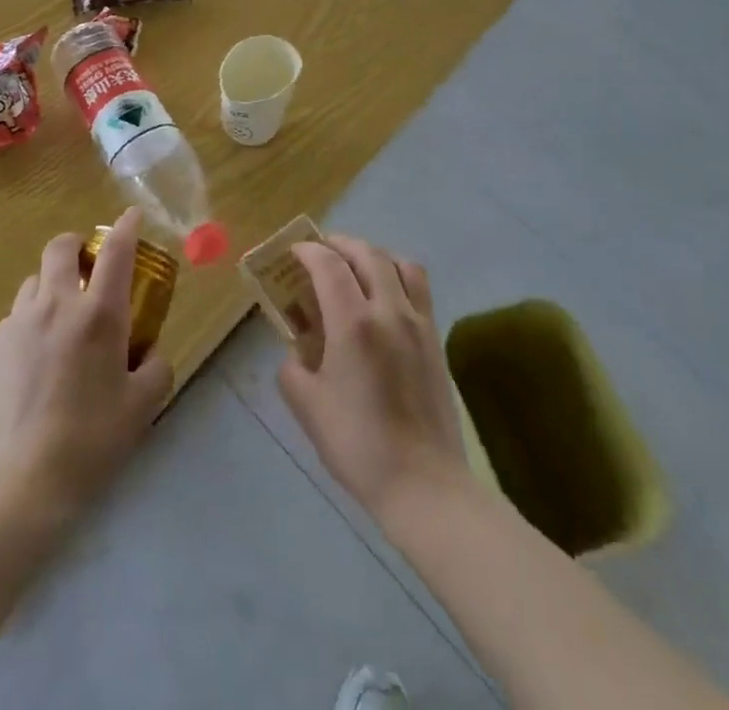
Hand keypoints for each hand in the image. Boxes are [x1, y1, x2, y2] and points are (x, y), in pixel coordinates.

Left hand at [0, 208, 174, 519]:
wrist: (18, 481)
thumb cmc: (90, 440)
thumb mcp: (142, 407)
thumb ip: (155, 368)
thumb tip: (150, 352)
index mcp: (99, 314)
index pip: (117, 251)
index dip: (127, 226)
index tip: (132, 216)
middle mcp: (56, 304)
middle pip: (61, 248)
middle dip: (77, 245)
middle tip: (89, 266)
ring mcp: (19, 323)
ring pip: (34, 280)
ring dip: (52, 284)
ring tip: (62, 317)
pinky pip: (16, 316)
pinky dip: (32, 320)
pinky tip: (37, 357)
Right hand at [277, 235, 468, 519]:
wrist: (424, 484)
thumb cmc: (359, 445)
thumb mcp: (308, 407)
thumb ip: (293, 369)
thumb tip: (297, 352)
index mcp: (353, 323)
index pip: (329, 265)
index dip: (308, 251)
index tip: (294, 252)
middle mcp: (389, 311)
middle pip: (366, 254)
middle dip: (339, 245)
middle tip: (320, 252)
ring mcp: (418, 322)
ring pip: (399, 263)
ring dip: (373, 255)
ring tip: (356, 267)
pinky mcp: (436, 339)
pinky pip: (419, 288)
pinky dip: (397, 276)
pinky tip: (385, 298)